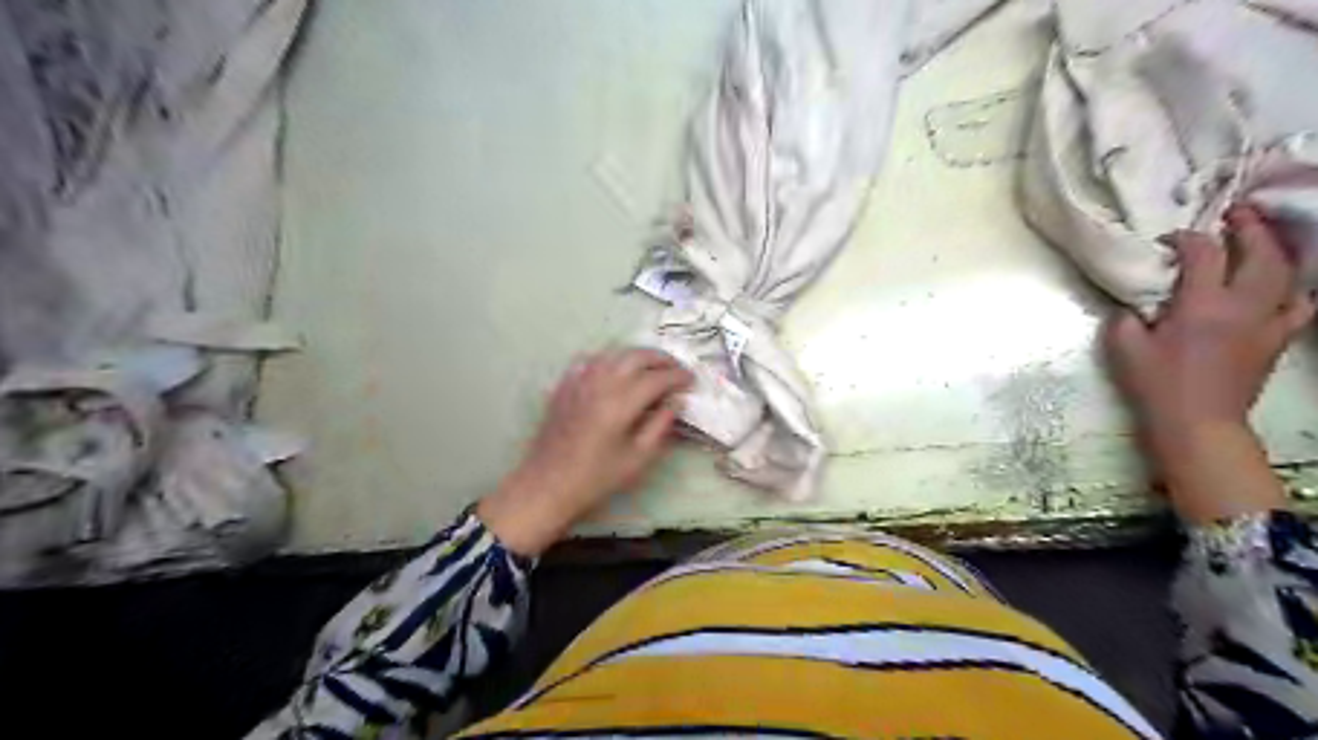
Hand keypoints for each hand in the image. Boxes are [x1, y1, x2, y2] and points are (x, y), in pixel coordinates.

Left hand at [477, 347, 698, 555]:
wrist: (548, 485)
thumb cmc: (597, 478)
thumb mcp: (638, 458)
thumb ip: (660, 425)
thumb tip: (676, 401)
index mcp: (621, 403)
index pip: (657, 378)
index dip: (678, 376)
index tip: (691, 381)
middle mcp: (600, 383)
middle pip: (637, 356)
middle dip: (661, 359)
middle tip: (676, 369)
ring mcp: (579, 381)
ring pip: (614, 353)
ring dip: (637, 355)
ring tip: (652, 366)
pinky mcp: (565, 385)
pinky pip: (591, 360)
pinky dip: (610, 359)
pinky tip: (616, 368)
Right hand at [1103, 206, 1312, 522]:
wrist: (1198, 422)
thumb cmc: (1156, 384)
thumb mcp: (1124, 348)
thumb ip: (1126, 317)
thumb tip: (1134, 302)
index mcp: (1201, 305)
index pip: (1203, 254)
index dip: (1188, 238)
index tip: (1171, 238)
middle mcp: (1242, 305)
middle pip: (1259, 252)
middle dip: (1248, 227)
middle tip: (1235, 212)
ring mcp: (1268, 321)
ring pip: (1286, 272)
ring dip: (1275, 248)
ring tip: (1262, 236)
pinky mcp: (1279, 338)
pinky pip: (1301, 303)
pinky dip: (1295, 287)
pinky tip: (1283, 283)